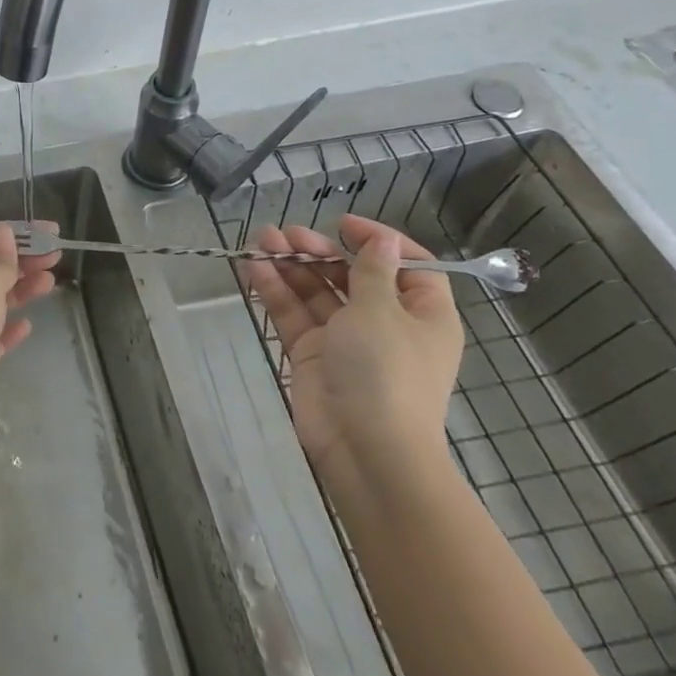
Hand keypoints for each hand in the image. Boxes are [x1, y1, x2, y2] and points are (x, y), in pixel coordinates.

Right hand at [241, 214, 463, 489]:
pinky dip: (275, 290)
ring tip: (261, 240)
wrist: (365, 449)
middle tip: (286, 233)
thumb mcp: (382, 311)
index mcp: (422, 314)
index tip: (344, 225)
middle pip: (352, 275)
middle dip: (319, 251)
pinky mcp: (312, 355)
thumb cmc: (386, 371)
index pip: (409, 266)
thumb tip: (383, 240)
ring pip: (316, 291)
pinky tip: (254, 267)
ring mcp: (345, 340)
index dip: (379, 241)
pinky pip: (293, 314)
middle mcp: (385, 323)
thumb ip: (372, 270)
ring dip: (291, 265)